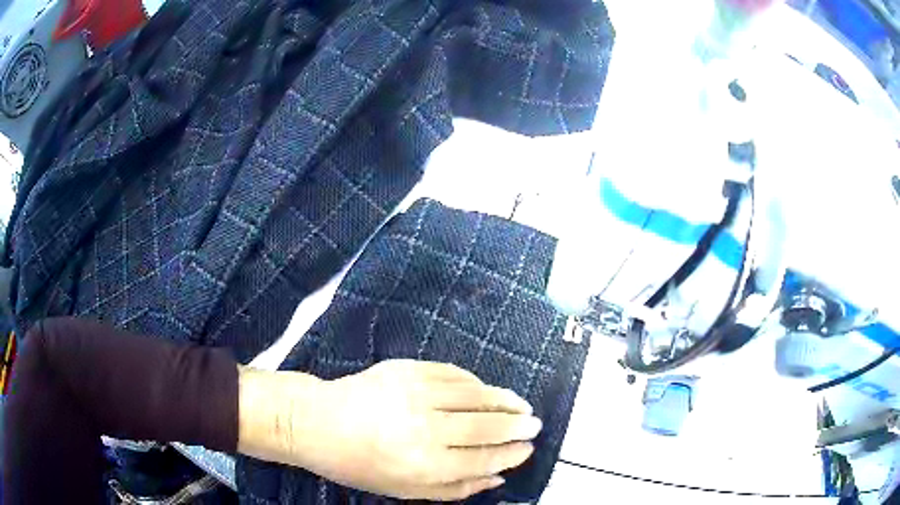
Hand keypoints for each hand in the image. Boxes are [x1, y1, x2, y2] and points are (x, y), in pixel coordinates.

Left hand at [238, 360, 541, 500]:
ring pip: (475, 394)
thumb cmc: (358, 465)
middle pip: (486, 425)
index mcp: (424, 463)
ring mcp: (415, 392)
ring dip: (504, 399)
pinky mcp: (406, 368)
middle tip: (535, 424)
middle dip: (517, 425)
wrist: (316, 422)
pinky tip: (485, 389)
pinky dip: (475, 382)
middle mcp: (425, 426)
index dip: (511, 453)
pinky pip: (452, 373)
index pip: (484, 458)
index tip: (527, 449)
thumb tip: (496, 478)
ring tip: (521, 404)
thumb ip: (455, 488)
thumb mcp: (405, 490)